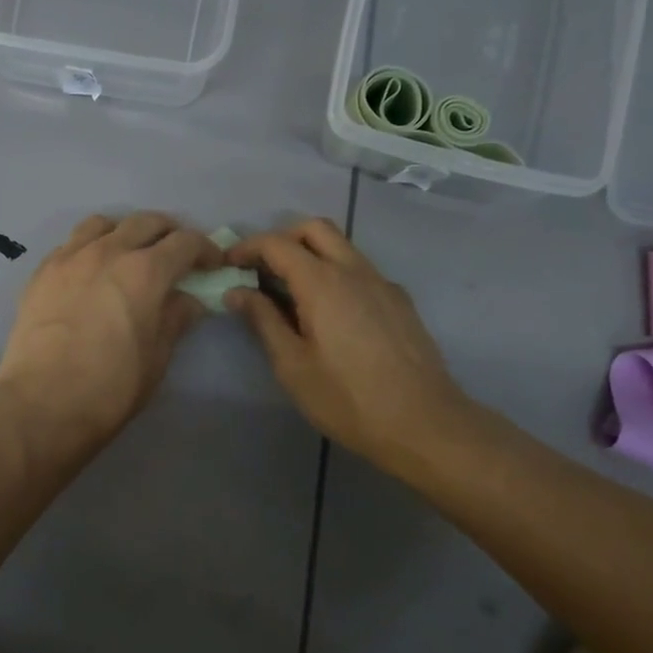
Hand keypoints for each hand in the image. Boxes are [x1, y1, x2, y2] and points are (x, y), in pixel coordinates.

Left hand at [0, 213, 222, 450]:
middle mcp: (108, 251)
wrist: (40, 404)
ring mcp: (69, 257)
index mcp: (145, 271)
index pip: (185, 242)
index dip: (205, 249)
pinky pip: (71, 243)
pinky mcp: (41, 271)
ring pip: (103, 224)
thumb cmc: (109, 388)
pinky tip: (91, 272)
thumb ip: (175, 320)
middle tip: (176, 255)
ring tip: (129, 253)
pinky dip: (90, 247)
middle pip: (145, 222)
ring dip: (125, 232)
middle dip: (168, 233)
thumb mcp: (156, 358)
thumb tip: (187, 301)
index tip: (212, 264)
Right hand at [226, 219, 483, 477]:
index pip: (277, 244)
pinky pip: (360, 270)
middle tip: (261, 270)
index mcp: (322, 282)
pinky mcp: (399, 301)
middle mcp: (354, 270)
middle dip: (282, 239)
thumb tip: (237, 292)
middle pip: (314, 229)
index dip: (247, 248)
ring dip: (310, 254)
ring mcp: (382, 283)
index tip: (228, 266)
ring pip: (341, 246)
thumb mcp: (292, 365)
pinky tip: (329, 314)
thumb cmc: (348, 398)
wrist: (424, 423)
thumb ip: (263, 321)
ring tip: (290, 293)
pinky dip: (335, 274)